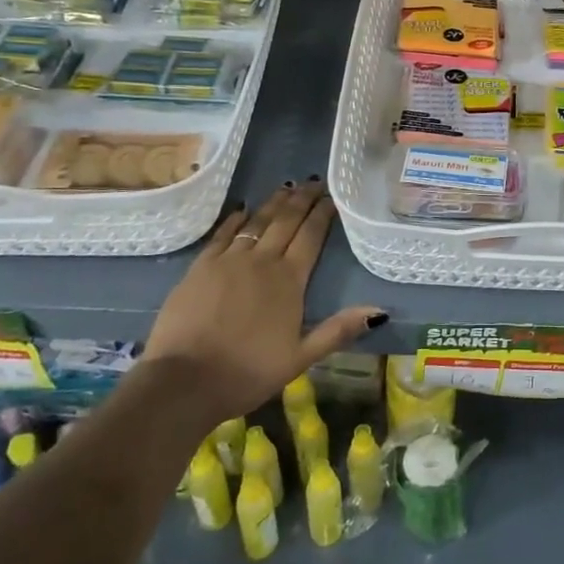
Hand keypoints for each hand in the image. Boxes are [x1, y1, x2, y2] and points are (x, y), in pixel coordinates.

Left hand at [142, 180, 384, 416]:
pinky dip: (235, 219)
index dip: (323, 213)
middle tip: (313, 181)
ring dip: (274, 203)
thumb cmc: (248, 372)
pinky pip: (223, 234)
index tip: (332, 196)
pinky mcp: (200, 267)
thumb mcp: (300, 358)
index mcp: (289, 280)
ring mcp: (228, 260)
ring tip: (286, 187)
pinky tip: (242, 209)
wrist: (184, 381)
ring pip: (256, 221)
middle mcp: (262, 261)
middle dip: (302, 199)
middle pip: (286, 221)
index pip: (311, 236)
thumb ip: (338, 330)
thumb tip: (379, 311)